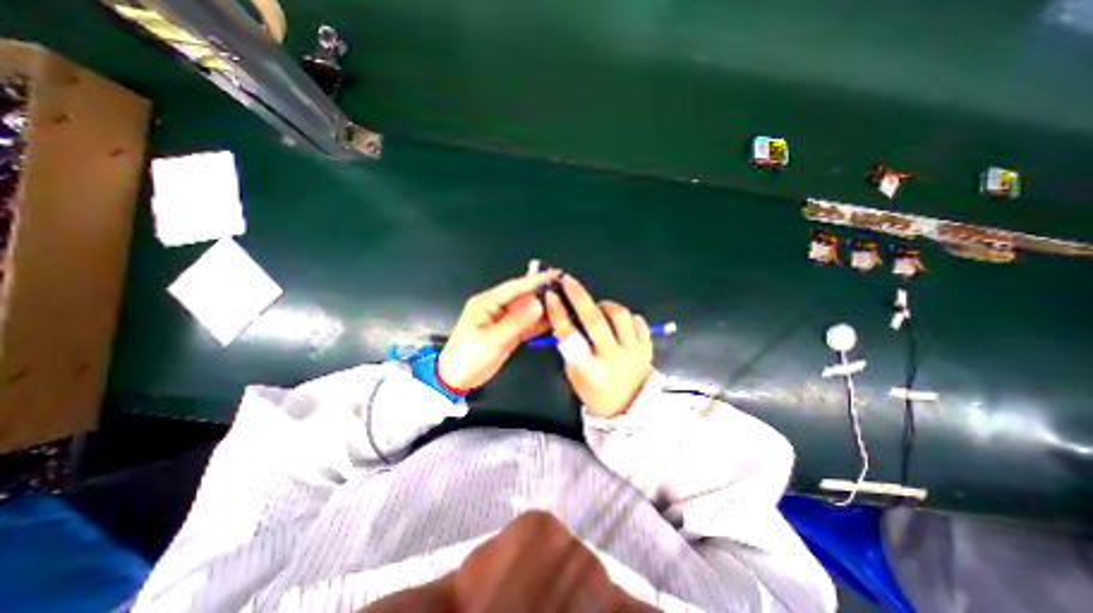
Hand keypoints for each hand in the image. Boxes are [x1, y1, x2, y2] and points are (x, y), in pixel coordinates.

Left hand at [436, 271, 557, 390]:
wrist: (455, 380)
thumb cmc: (468, 358)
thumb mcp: (492, 340)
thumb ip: (517, 321)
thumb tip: (538, 304)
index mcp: (487, 303)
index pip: (515, 287)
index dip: (536, 280)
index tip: (556, 275)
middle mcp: (496, 308)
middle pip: (523, 297)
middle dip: (543, 293)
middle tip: (566, 291)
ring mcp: (503, 320)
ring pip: (527, 310)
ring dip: (544, 308)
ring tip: (565, 305)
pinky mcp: (508, 332)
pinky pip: (526, 324)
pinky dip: (539, 323)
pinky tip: (553, 321)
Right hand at [545, 276, 650, 415]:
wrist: (628, 408)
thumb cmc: (595, 391)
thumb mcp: (574, 373)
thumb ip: (570, 347)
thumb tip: (565, 316)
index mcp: (590, 368)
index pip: (569, 334)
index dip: (558, 313)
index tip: (551, 296)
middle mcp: (612, 357)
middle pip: (595, 319)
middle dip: (579, 296)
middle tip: (569, 281)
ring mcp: (633, 351)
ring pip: (620, 315)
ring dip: (605, 306)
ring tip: (599, 309)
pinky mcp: (647, 348)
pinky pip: (639, 321)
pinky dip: (627, 317)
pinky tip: (619, 323)